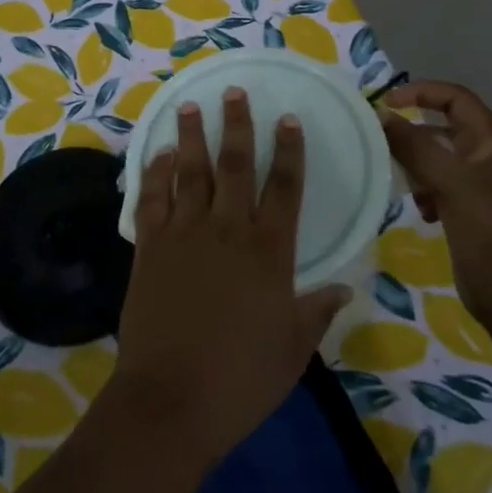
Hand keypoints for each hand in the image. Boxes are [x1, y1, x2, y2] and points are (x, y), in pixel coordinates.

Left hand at [109, 88, 350, 468]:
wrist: (170, 400)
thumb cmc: (240, 380)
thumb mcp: (292, 350)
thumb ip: (316, 312)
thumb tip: (342, 288)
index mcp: (268, 253)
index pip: (283, 188)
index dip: (288, 151)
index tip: (288, 119)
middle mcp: (226, 231)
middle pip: (234, 166)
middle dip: (237, 125)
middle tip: (234, 91)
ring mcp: (183, 235)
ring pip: (190, 172)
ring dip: (191, 136)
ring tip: (191, 105)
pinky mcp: (149, 247)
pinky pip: (152, 199)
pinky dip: (155, 173)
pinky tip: (160, 153)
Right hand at [379, 81, 491, 325]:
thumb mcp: (452, 184)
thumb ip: (415, 147)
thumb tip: (380, 115)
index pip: (456, 98)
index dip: (421, 92)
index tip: (385, 104)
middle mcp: (491, 159)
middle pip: (446, 127)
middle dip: (414, 132)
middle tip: (382, 143)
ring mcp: (483, 188)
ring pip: (440, 158)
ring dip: (417, 164)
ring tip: (403, 181)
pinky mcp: (472, 213)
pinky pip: (441, 186)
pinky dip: (425, 190)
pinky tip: (421, 210)